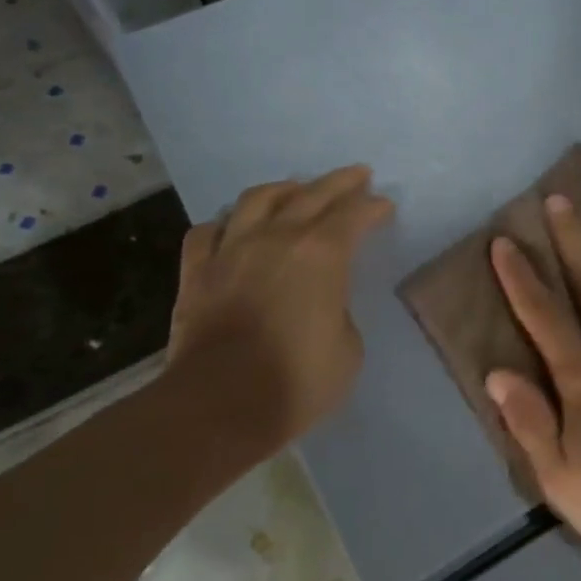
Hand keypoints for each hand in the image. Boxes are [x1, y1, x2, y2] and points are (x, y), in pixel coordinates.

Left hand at [162, 166, 392, 463]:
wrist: (219, 404)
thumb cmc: (297, 380)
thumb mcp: (348, 349)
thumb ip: (339, 312)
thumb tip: (323, 304)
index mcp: (321, 254)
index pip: (353, 215)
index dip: (372, 207)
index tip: (384, 205)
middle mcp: (276, 238)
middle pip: (311, 194)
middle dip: (339, 182)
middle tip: (357, 175)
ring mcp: (231, 250)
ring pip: (256, 200)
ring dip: (283, 189)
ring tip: (295, 189)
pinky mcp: (196, 272)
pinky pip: (207, 232)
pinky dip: (225, 224)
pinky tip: (232, 227)